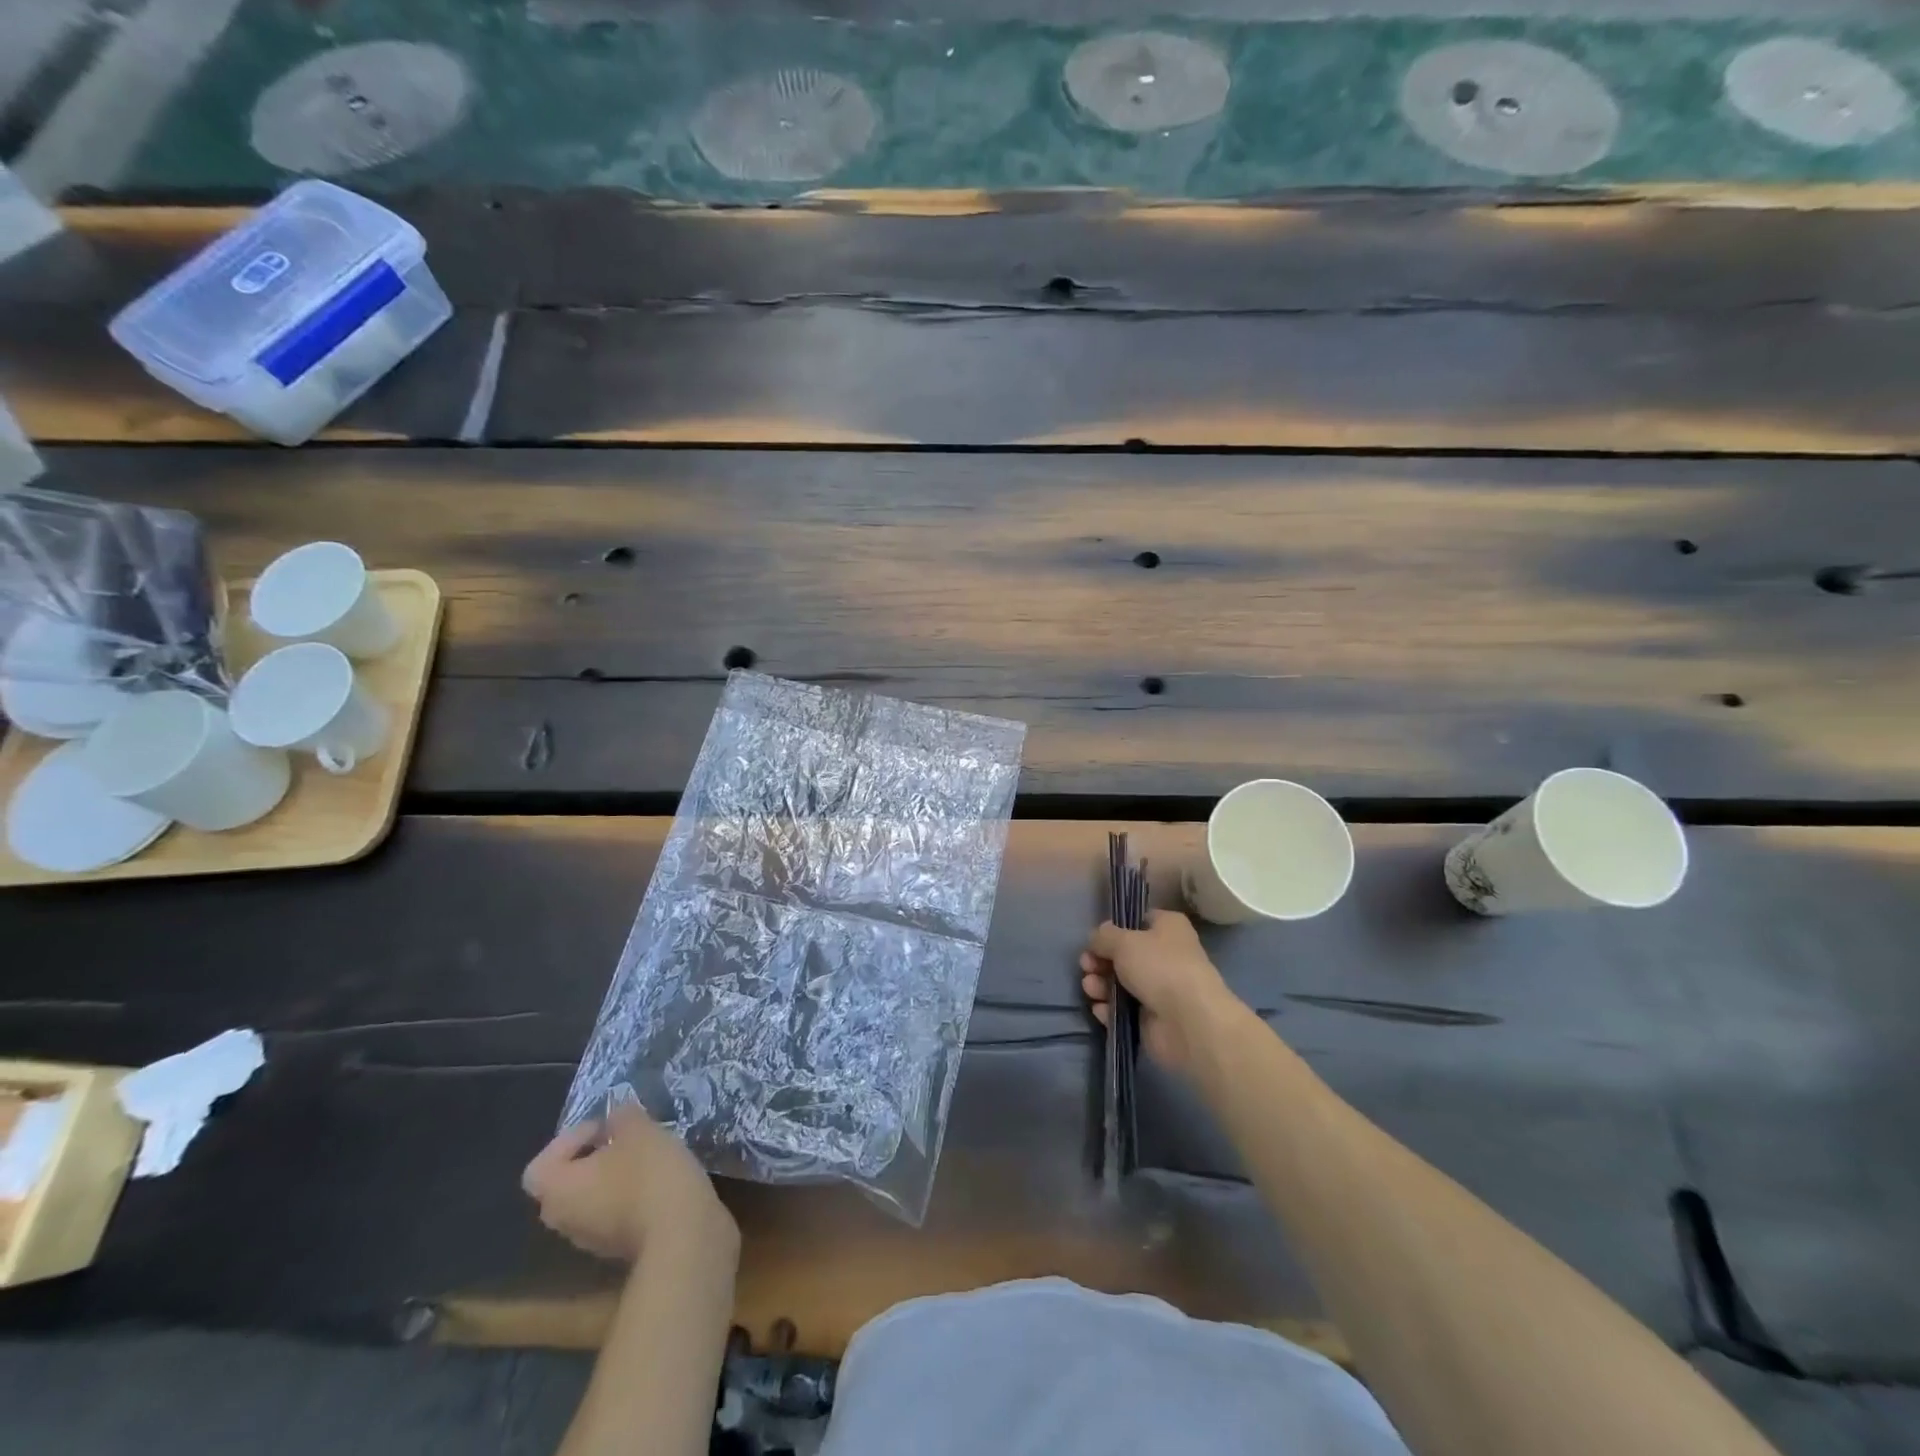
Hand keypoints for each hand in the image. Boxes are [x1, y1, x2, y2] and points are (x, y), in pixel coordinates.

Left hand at [522, 1100, 735, 1263]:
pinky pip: (614, 1214)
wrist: (681, 1234)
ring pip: (592, 1199)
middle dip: (593, 1157)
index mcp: (558, 1191)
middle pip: (566, 1183)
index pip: (540, 1165)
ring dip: (613, 1177)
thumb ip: (622, 1116)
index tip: (604, 1128)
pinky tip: (660, 1180)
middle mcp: (564, 1221)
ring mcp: (591, 1240)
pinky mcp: (620, 1248)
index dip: (569, 1140)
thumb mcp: (639, 1129)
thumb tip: (616, 1117)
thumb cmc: (649, 1175)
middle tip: (624, 1139)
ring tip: (648, 1156)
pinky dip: (630, 1196)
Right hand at [1081, 910, 1237, 1074]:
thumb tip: (1097, 940)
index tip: (1095, 940)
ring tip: (1091, 989)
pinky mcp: (1151, 1018)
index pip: (1136, 922)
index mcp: (1167, 928)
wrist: (1189, 1022)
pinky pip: (1123, 1009)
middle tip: (1086, 967)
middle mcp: (1165, 955)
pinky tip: (1100, 1009)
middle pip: (1123, 955)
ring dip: (1100, 984)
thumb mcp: (1123, 941)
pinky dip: (1109, 1008)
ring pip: (1120, 983)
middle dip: (1100, 961)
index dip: (1114, 930)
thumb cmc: (1159, 967)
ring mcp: (1159, 989)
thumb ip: (1103, 937)